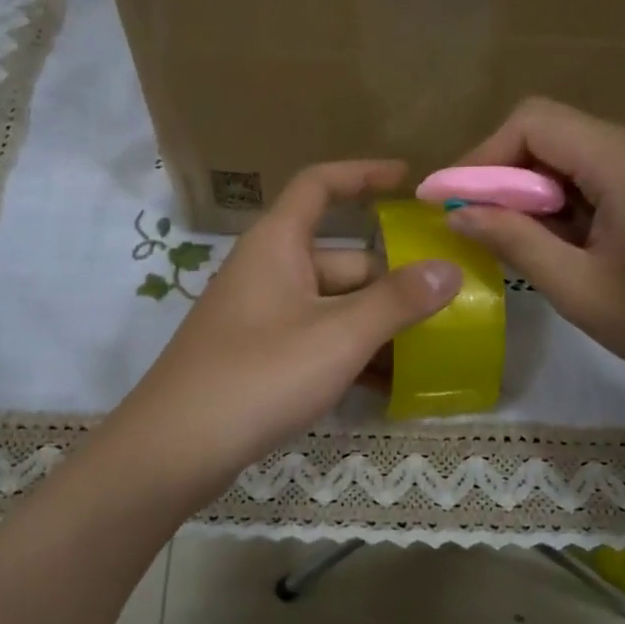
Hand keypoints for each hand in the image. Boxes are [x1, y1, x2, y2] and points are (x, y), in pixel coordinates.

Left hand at [106, 161, 461, 497]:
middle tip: (445, 303)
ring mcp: (260, 317)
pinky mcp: (257, 357)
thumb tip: (449, 269)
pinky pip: (314, 340)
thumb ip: (397, 301)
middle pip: (340, 259)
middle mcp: (267, 271)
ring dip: (374, 324)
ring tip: (428, 349)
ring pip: (330, 306)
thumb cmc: (259, 375)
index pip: (320, 186)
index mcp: (277, 245)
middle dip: (390, 281)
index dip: (364, 175)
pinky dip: (347, 354)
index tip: (409, 180)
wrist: (175, 449)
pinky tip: (385, 385)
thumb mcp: (338, 336)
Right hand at [446, 99, 624, 412]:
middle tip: (488, 234)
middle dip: (511, 181)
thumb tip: (459, 211)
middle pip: (556, 135)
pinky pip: (613, 168)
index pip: (533, 121)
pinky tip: (586, 246)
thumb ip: (515, 241)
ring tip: (542, 251)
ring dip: (547, 194)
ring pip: (582, 153)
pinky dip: (581, 198)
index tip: (451, 201)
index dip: (481, 155)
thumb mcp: (581, 291)